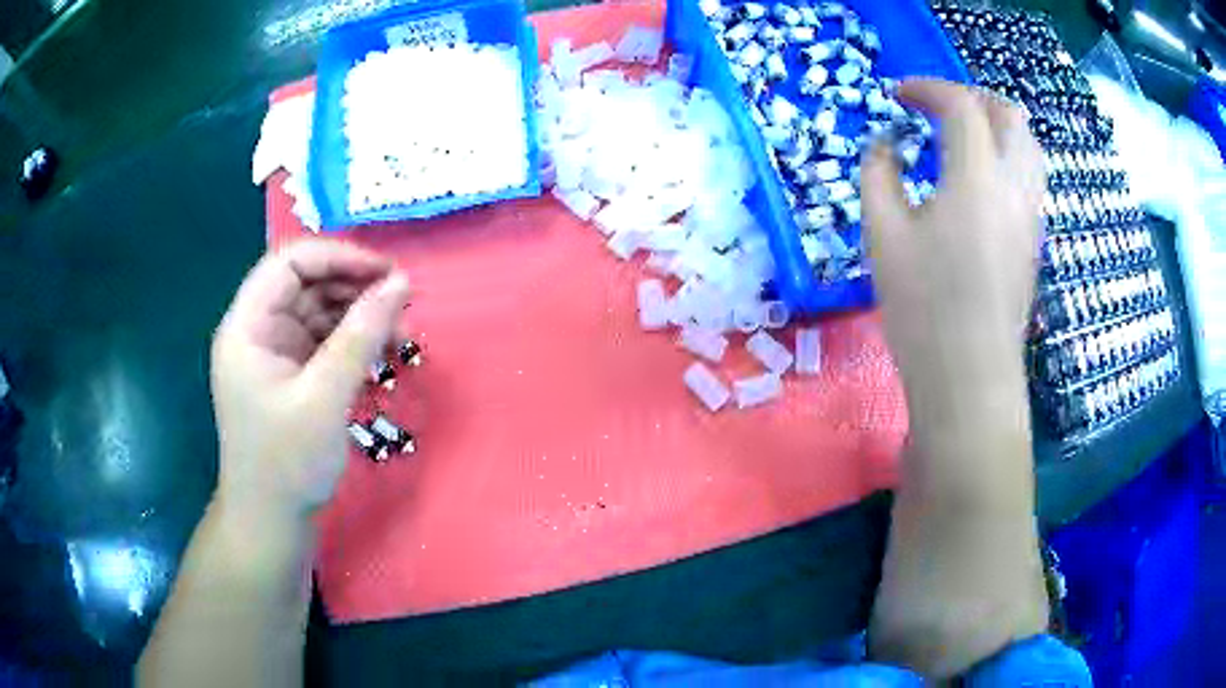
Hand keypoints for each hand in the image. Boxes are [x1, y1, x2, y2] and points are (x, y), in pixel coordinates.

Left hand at [210, 240, 410, 519]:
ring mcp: (274, 352)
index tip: (387, 274)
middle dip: (355, 289)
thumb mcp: (325, 398)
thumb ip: (360, 336)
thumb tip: (401, 283)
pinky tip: (381, 357)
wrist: (273, 522)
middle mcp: (258, 330)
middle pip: (307, 283)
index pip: (290, 263)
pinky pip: (325, 341)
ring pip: (320, 311)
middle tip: (403, 308)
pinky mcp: (291, 374)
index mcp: (247, 326)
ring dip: (360, 317)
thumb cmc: (287, 464)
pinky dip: (354, 343)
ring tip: (400, 339)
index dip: (339, 257)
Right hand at [862, 80, 1044, 385]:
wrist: (969, 378)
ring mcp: (1032, 214)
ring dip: (995, 125)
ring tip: (962, 138)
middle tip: (937, 108)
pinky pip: (1029, 176)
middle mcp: (1014, 186)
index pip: (961, 105)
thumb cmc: (922, 308)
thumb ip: (878, 173)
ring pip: (1028, 145)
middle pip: (1009, 115)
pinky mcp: (1035, 239)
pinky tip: (980, 180)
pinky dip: (1006, 156)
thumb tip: (886, 145)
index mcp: (975, 177)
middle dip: (971, 98)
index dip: (927, 88)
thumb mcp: (881, 235)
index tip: (898, 94)